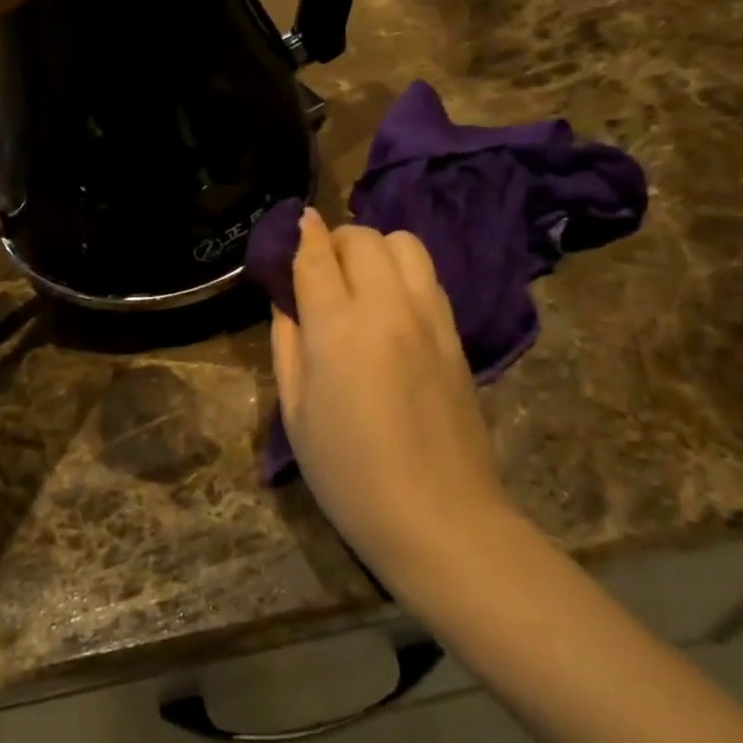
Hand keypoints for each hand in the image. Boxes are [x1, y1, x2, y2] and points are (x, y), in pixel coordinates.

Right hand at [270, 209, 513, 599]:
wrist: (440, 519)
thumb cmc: (349, 475)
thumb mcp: (295, 413)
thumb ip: (286, 345)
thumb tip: (288, 304)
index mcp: (338, 329)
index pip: (317, 256)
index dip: (302, 234)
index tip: (296, 223)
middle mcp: (387, 308)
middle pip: (363, 238)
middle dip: (337, 240)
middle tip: (322, 268)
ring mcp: (429, 319)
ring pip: (405, 244)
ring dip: (376, 248)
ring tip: (361, 279)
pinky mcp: (456, 335)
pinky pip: (429, 277)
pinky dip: (404, 272)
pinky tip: (391, 305)